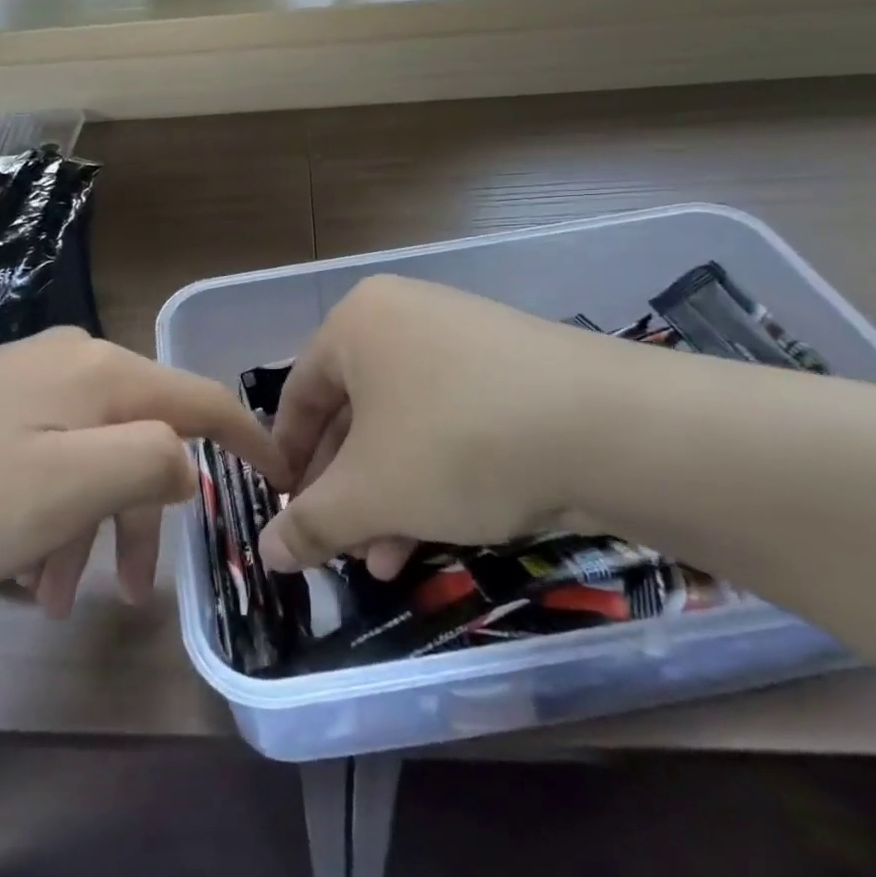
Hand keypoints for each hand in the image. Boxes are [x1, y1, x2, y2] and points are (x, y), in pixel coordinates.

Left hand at [0, 328, 276, 615]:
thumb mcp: (66, 486)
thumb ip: (147, 463)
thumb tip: (186, 462)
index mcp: (100, 374)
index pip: (200, 398)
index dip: (248, 438)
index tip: (282, 478)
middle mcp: (67, 364)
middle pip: (140, 435)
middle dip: (148, 513)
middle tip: (140, 591)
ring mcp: (18, 383)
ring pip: (86, 456)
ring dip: (90, 526)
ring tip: (60, 599)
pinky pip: (41, 460)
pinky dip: (48, 514)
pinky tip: (18, 569)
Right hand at [257, 275, 664, 574]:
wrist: (610, 428)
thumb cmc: (456, 444)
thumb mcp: (370, 493)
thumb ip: (310, 524)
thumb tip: (265, 553)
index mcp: (356, 322)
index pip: (299, 396)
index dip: (288, 462)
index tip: (286, 515)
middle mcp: (405, 316)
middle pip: (353, 413)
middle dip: (346, 490)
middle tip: (341, 547)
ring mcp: (463, 337)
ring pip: (403, 425)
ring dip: (388, 495)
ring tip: (387, 560)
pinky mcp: (511, 366)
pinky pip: (450, 419)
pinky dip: (434, 474)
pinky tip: (439, 530)